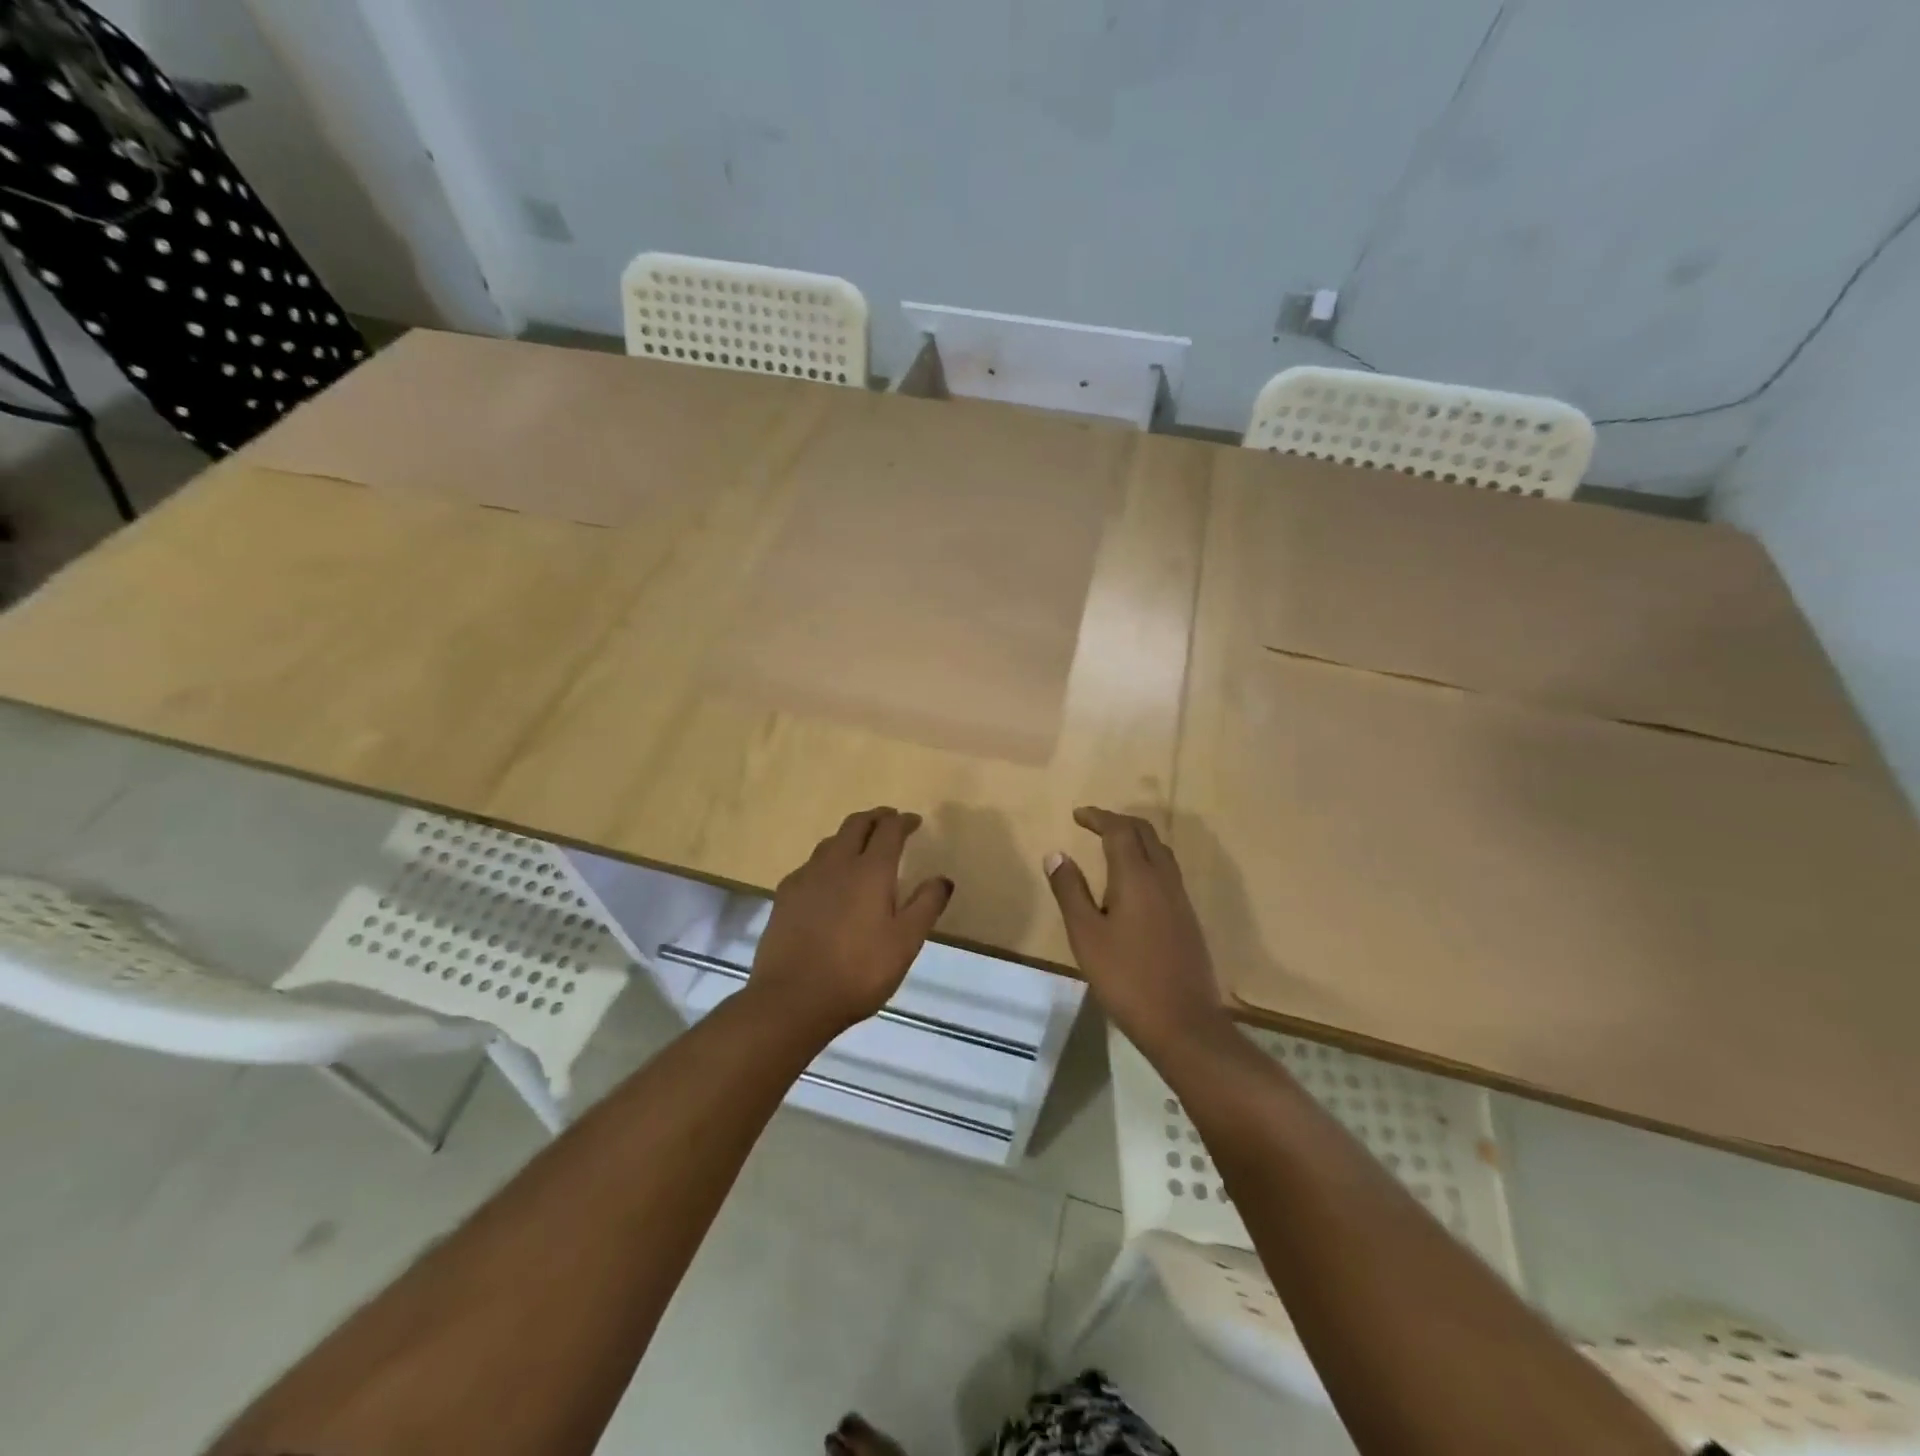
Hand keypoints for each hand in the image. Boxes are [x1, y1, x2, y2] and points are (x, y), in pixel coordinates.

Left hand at [749, 807, 952, 1037]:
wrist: (792, 998)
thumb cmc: (858, 971)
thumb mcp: (905, 943)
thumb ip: (926, 906)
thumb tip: (942, 879)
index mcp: (871, 870)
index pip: (889, 830)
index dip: (903, 821)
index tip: (914, 822)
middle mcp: (837, 863)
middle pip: (856, 825)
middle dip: (876, 818)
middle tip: (889, 820)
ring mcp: (806, 877)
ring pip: (831, 841)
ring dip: (850, 835)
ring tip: (860, 845)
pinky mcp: (785, 895)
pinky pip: (811, 863)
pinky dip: (827, 859)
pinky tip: (828, 878)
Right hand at [1045, 807, 1229, 1059]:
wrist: (1183, 1022)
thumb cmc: (1126, 978)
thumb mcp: (1085, 935)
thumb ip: (1070, 891)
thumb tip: (1056, 854)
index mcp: (1137, 877)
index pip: (1119, 830)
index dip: (1098, 817)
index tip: (1077, 815)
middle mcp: (1163, 879)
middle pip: (1145, 833)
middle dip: (1118, 821)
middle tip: (1093, 823)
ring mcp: (1180, 899)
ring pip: (1160, 851)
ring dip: (1136, 839)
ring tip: (1111, 846)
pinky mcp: (1187, 918)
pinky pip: (1167, 871)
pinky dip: (1147, 859)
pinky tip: (1133, 882)